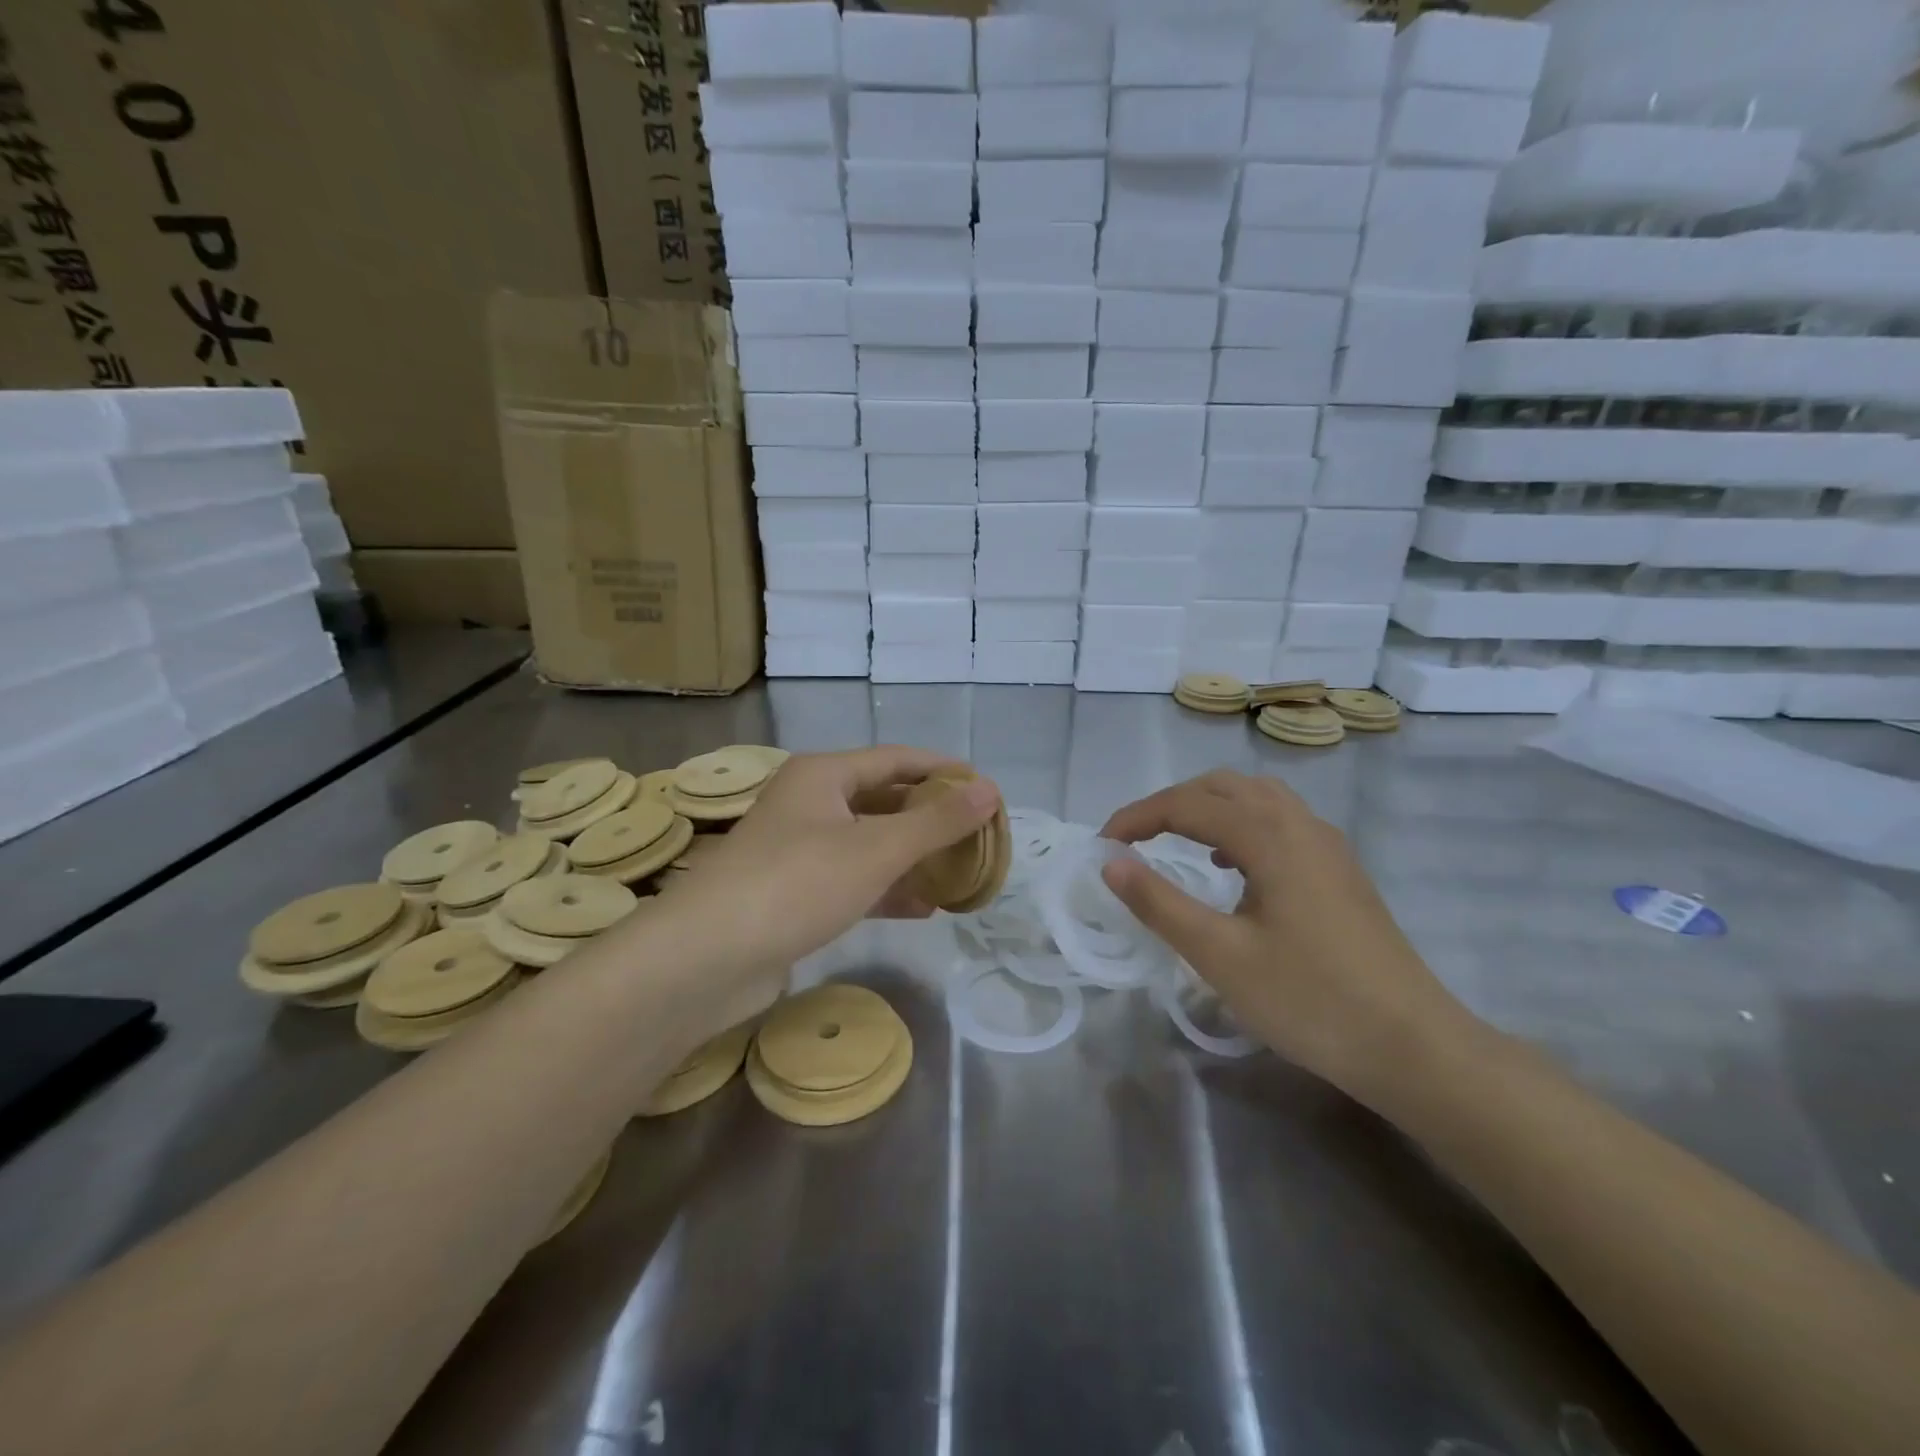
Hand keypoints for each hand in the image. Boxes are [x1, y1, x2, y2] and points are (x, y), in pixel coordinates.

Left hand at [646, 747, 1000, 1029]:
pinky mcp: (794, 895)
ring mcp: (799, 851)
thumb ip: (937, 821)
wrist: (705, 958)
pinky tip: (923, 908)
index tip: (986, 790)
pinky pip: (853, 881)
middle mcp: (809, 804)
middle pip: (883, 800)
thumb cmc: (796, 883)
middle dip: (931, 817)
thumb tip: (991, 790)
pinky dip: (887, 890)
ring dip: (913, 857)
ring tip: (960, 872)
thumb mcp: (876, 848)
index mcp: (823, 775)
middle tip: (978, 835)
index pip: (897, 759)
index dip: (944, 771)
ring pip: (869, 843)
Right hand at [1100, 770, 1483, 1107]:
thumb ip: (1159, 903)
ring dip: (1208, 809)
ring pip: (1256, 798)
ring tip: (1176, 844)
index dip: (1136, 818)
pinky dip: (1241, 826)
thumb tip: (1111, 863)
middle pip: (1222, 787)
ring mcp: (1327, 845)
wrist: (1413, 1047)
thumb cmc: (1309, 1000)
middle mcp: (1299, 824)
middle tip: (1134, 840)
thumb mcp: (1219, 956)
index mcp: (1269, 836)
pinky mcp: (1341, 870)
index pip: (1186, 805)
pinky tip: (1231, 870)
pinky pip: (1280, 822)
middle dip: (1170, 804)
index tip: (1102, 845)